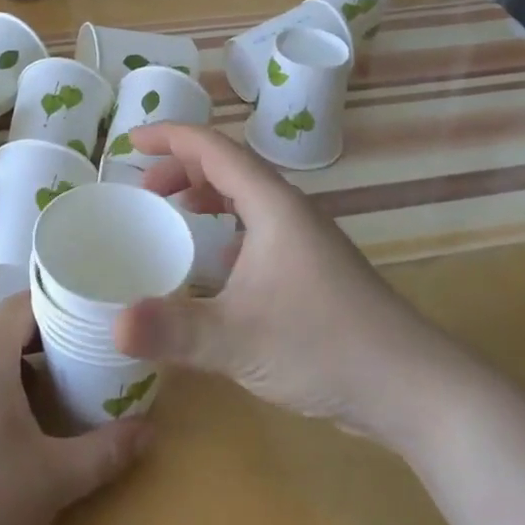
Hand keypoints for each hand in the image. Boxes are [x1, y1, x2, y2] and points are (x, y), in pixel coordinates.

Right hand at [115, 122, 467, 443]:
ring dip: (206, 194)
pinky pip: (260, 227)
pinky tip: (216, 264)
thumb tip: (113, 324)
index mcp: (272, 206)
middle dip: (182, 167)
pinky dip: (227, 228)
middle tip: (143, 189)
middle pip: (230, 167)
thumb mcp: (238, 339)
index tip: (130, 142)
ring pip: (247, 197)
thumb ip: (173, 330)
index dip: (170, 137)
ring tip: (173, 211)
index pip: (214, 149)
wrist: (412, 387)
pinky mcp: (314, 268)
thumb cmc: (324, 346)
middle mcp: (290, 211)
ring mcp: (306, 240)